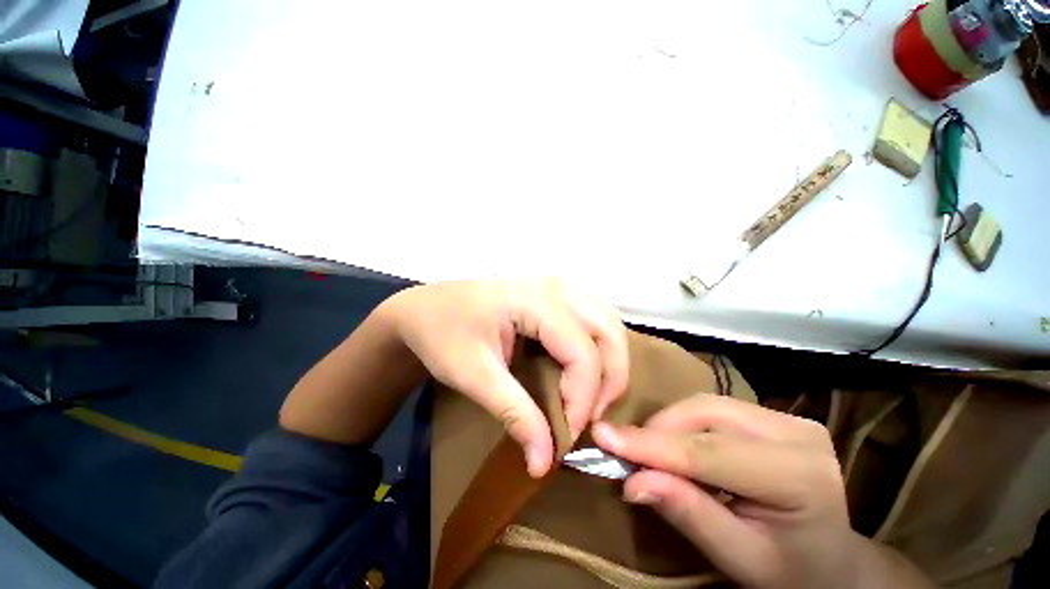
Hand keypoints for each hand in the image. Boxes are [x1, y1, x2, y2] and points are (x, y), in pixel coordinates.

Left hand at [386, 279, 627, 476]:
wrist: (425, 307)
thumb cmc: (442, 334)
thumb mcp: (473, 375)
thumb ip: (514, 414)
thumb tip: (543, 463)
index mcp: (535, 301)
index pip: (582, 353)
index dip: (582, 399)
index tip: (565, 436)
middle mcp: (556, 286)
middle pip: (609, 332)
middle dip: (610, 379)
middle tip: (588, 415)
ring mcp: (557, 283)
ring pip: (608, 319)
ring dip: (610, 359)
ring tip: (591, 393)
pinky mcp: (554, 290)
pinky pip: (595, 313)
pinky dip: (600, 341)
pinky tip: (585, 362)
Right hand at [592, 395, 901, 588]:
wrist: (833, 560)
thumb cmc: (790, 571)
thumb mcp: (740, 559)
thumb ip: (689, 515)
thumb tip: (632, 482)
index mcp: (800, 477)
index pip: (709, 453)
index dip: (651, 444)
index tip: (602, 435)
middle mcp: (797, 433)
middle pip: (705, 416)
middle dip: (658, 433)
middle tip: (626, 455)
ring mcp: (787, 417)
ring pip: (704, 404)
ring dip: (668, 426)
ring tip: (650, 453)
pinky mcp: (773, 414)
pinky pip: (712, 407)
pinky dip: (683, 423)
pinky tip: (676, 445)